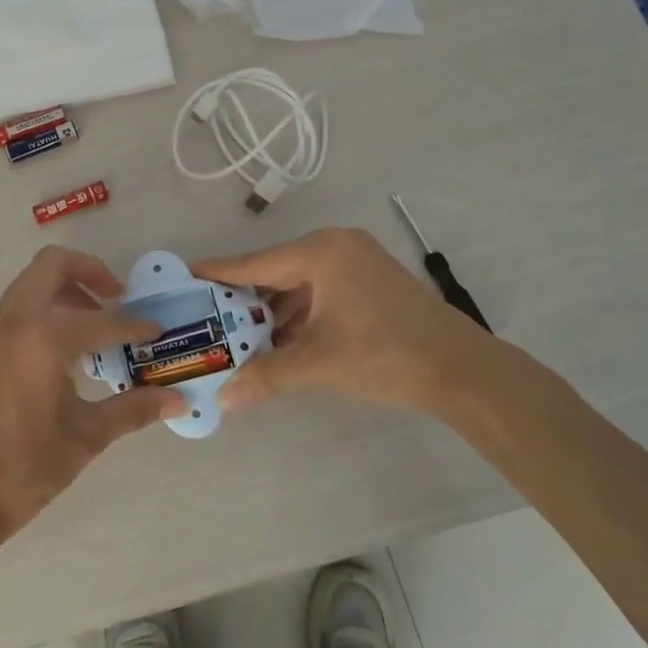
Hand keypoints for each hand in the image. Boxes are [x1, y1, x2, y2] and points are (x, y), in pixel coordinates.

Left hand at [0, 247, 185, 559]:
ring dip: (62, 295)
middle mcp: (11, 323)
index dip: (135, 325)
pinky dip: (38, 319)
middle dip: (89, 271)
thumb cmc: (23, 470)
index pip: (102, 320)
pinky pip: (10, 317)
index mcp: (43, 338)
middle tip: (116, 298)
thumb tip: (179, 400)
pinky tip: (54, 363)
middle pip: (51, 265)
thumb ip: (134, 410)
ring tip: (90, 333)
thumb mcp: (86, 438)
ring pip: (26, 288)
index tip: (156, 332)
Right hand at [197, 227, 498, 414]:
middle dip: (244, 301)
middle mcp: (335, 246)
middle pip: (274, 272)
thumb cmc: (386, 355)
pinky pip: (319, 293)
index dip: (217, 274)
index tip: (183, 277)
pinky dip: (298, 316)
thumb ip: (266, 376)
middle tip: (207, 320)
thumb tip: (223, 400)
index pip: (254, 263)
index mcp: (320, 252)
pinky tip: (279, 342)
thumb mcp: (319, 364)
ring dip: (272, 313)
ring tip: (238, 339)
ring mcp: (356, 262)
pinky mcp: (370, 282)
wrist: (464, 371)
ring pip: (298, 285)